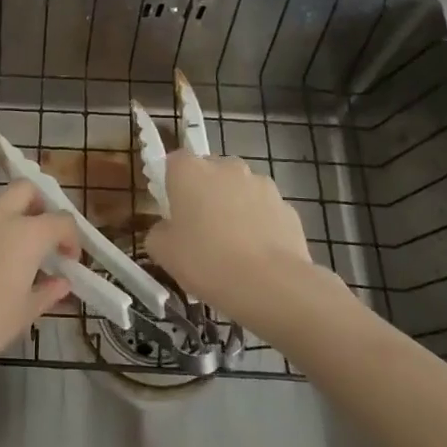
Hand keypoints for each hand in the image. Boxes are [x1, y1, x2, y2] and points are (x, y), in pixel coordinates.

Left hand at [0, 180, 77, 390]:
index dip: (71, 238)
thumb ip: (46, 293)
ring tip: (3, 258)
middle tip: (40, 236)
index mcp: (26, 234)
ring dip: (6, 221)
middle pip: (25, 190)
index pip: (61, 220)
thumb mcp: (23, 314)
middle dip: (39, 206)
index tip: (69, 259)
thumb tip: (61, 283)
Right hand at [144, 151, 349, 347]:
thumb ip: (158, 232)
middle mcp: (227, 167)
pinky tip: (256, 254)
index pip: (175, 161)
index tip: (171, 208)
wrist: (270, 285)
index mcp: (190, 171)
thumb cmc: (205, 261)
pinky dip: (258, 224)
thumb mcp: (162, 252)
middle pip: (210, 171)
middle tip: (199, 227)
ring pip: (240, 189)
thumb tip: (168, 229)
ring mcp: (261, 184)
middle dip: (205, 192)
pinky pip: (264, 210)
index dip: (172, 182)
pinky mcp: (287, 207)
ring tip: (232, 244)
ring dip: (234, 206)